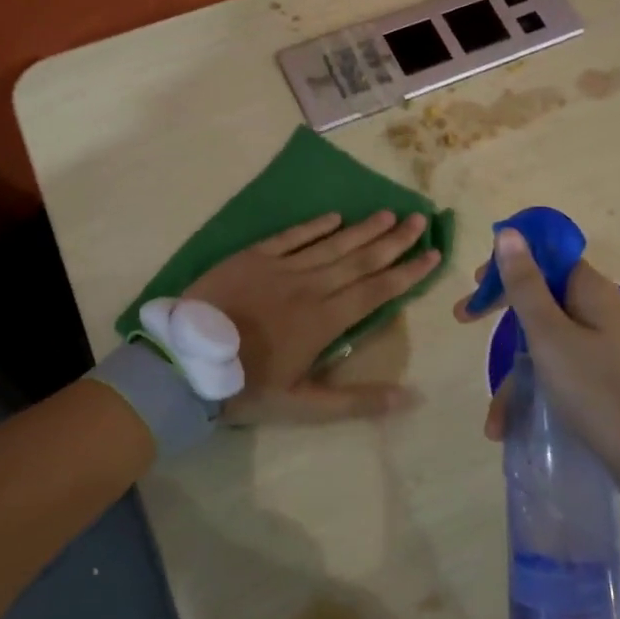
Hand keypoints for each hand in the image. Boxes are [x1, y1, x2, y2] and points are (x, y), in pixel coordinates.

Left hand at [185, 210, 441, 423]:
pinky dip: (314, 226)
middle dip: (393, 240)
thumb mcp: (303, 405)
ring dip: (362, 229)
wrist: (186, 361)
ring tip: (388, 213)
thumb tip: (410, 398)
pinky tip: (335, 216)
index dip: (407, 272)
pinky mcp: (253, 257)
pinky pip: (291, 236)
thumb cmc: (246, 385)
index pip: (377, 290)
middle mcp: (311, 287)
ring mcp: (281, 268)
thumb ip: (357, 401)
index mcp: (325, 320)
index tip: (433, 253)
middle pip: (360, 259)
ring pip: (331, 244)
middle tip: (419, 219)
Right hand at [454, 228, 619, 488]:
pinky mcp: (596, 376)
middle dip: (500, 311)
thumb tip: (508, 232)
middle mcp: (595, 310)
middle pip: (539, 295)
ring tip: (494, 418)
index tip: (476, 282)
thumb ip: (525, 285)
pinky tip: (508, 428)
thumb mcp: (550, 335)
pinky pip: (554, 370)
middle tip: (463, 318)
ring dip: (514, 375)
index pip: (545, 256)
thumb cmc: (596, 388)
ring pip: (541, 340)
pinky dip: (532, 392)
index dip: (509, 263)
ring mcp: (597, 345)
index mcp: (590, 291)